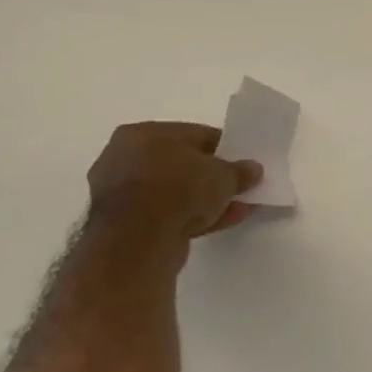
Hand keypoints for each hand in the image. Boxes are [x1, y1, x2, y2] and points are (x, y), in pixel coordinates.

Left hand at [87, 122, 262, 240]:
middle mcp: (124, 156)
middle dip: (212, 177)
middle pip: (182, 164)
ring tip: (236, 208)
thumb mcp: (224, 175)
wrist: (136, 238)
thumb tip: (252, 169)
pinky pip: (165, 212)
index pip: (195, 135)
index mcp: (143, 133)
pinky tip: (218, 222)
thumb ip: (240, 170)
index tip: (244, 164)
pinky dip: (189, 216)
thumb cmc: (179, 188)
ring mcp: (119, 191)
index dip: (225, 149)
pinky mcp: (121, 222)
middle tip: (239, 187)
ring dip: (204, 199)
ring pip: (174, 191)